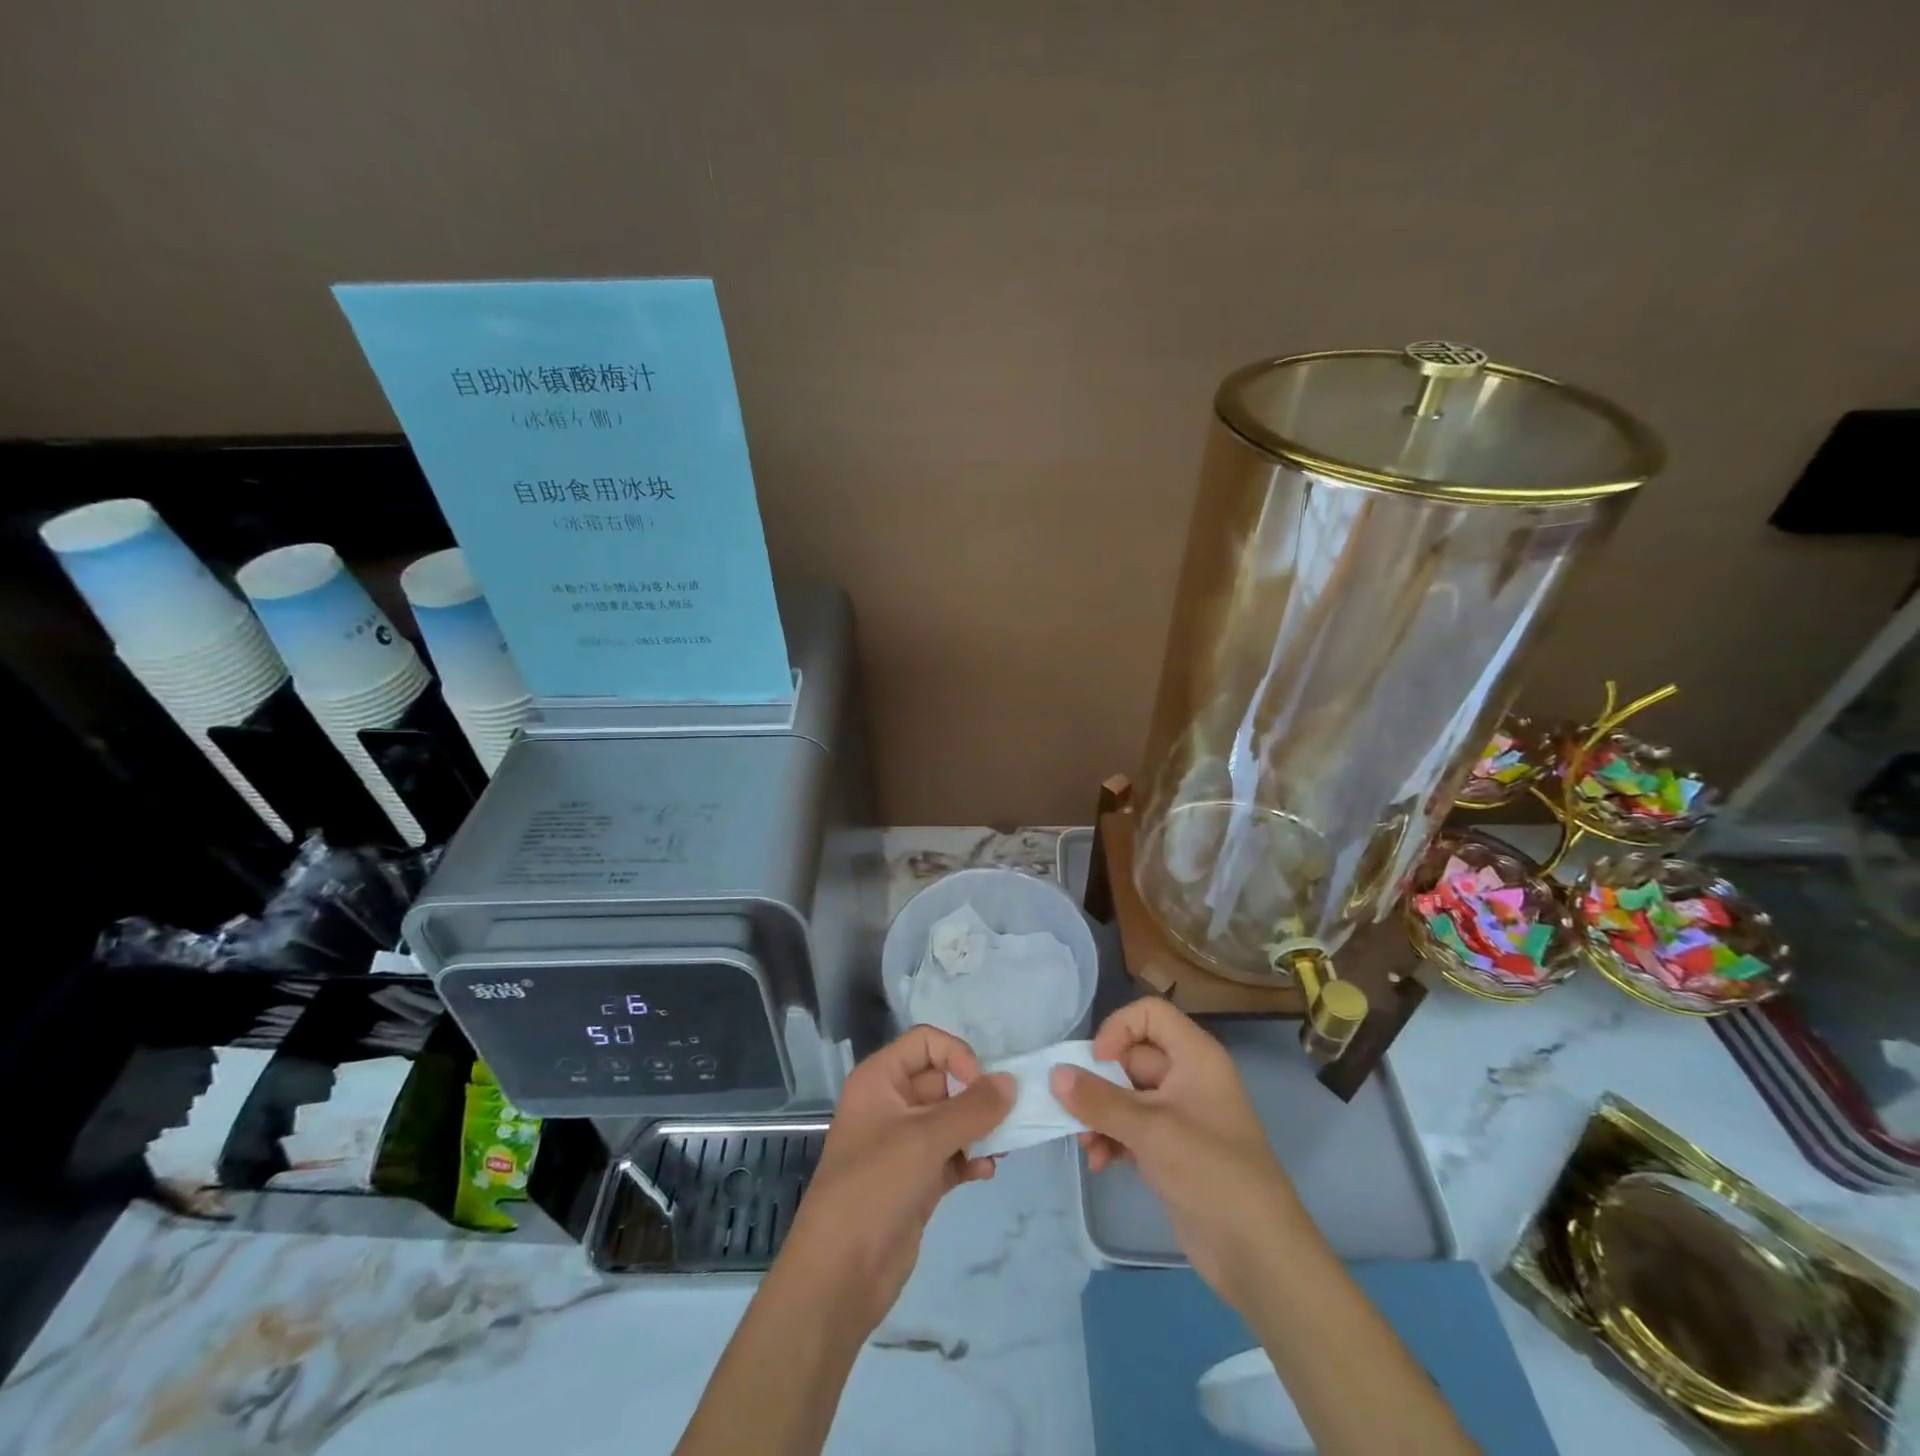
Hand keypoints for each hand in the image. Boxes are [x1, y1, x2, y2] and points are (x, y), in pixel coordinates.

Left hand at [777, 1025, 1011, 1332]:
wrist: (839, 1275)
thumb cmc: (875, 1186)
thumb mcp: (926, 1139)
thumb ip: (973, 1107)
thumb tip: (1010, 1082)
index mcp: (879, 1080)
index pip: (925, 1042)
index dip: (956, 1055)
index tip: (981, 1085)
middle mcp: (890, 1104)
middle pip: (943, 1080)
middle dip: (976, 1096)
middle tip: (1007, 1117)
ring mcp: (903, 1144)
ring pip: (951, 1120)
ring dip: (979, 1129)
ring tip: (1003, 1147)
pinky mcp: (915, 1180)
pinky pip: (951, 1154)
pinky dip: (970, 1158)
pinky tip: (986, 1172)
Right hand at [1051, 998, 1307, 1302]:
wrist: (1257, 1253)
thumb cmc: (1209, 1172)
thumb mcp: (1150, 1130)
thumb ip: (1098, 1100)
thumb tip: (1054, 1073)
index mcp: (1194, 1056)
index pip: (1149, 1014)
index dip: (1119, 1029)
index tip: (1098, 1062)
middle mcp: (1187, 1077)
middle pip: (1131, 1057)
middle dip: (1099, 1084)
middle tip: (1074, 1111)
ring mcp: (1179, 1116)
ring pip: (1126, 1096)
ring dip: (1100, 1116)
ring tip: (1086, 1147)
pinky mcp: (1171, 1151)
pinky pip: (1131, 1128)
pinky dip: (1112, 1139)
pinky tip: (1100, 1164)